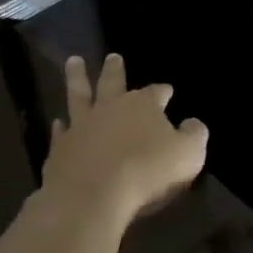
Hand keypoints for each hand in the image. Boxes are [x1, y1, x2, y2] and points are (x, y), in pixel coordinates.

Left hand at [41, 55, 206, 227]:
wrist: (93, 196)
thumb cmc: (147, 171)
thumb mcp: (188, 154)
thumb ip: (195, 135)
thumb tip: (193, 123)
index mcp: (144, 105)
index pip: (156, 92)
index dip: (163, 91)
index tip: (168, 90)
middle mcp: (111, 108)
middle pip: (113, 82)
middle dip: (115, 69)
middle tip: (113, 56)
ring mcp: (82, 126)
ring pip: (79, 95)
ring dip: (77, 77)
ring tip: (73, 61)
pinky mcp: (60, 148)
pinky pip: (61, 132)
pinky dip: (60, 126)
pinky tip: (58, 122)